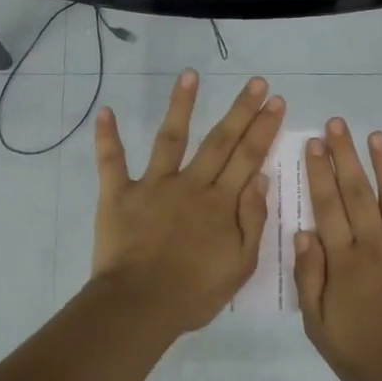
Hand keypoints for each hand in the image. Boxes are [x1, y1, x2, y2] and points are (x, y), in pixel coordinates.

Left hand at [91, 71, 285, 334]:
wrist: (141, 305)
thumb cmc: (194, 292)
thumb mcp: (241, 265)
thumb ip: (253, 220)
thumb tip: (261, 179)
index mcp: (221, 203)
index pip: (249, 158)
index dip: (264, 128)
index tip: (276, 102)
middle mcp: (191, 185)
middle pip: (220, 141)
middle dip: (241, 110)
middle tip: (257, 82)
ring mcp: (153, 186)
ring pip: (170, 138)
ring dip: (181, 105)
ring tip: (190, 75)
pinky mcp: (119, 195)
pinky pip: (111, 162)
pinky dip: (107, 137)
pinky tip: (105, 111)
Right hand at [294, 119, 381, 380]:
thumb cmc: (363, 357)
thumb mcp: (318, 326)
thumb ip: (309, 278)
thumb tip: (302, 233)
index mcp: (343, 261)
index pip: (327, 208)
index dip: (319, 174)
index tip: (313, 143)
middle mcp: (375, 245)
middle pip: (357, 193)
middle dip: (345, 156)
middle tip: (336, 124)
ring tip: (376, 135)